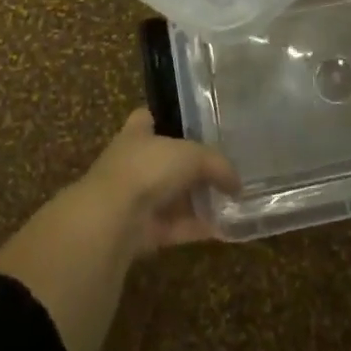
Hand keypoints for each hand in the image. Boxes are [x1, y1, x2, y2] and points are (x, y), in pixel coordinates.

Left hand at [70, 111, 240, 259]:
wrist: (114, 218)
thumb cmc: (148, 169)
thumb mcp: (191, 156)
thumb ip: (217, 165)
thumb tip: (236, 183)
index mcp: (136, 135)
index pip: (145, 119)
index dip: (160, 118)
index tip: (183, 123)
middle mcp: (132, 164)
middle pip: (162, 161)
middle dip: (187, 166)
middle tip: (221, 168)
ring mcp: (135, 199)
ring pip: (171, 197)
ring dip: (196, 201)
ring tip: (230, 200)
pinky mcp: (142, 232)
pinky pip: (176, 227)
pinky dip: (197, 228)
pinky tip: (224, 229)